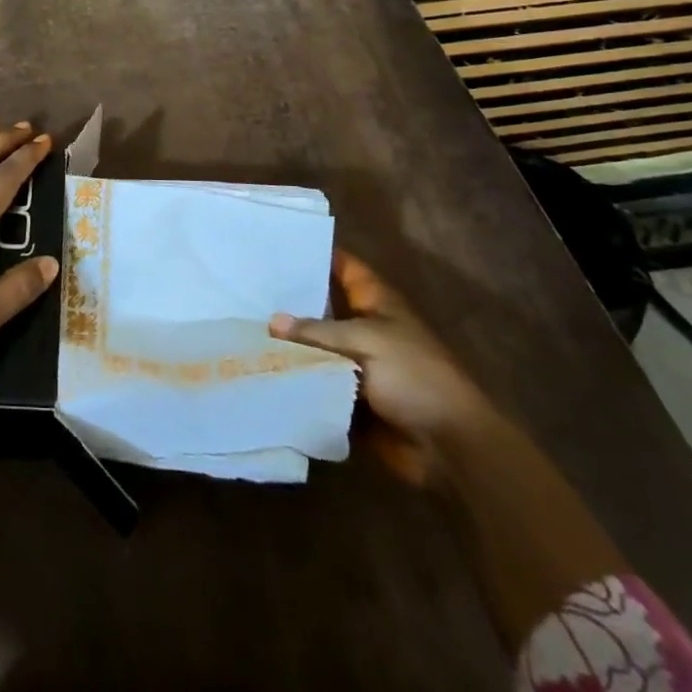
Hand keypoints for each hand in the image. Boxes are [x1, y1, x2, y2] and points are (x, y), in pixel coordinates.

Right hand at [270, 248, 496, 484]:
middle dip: (292, 302)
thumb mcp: (364, 342)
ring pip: (317, 349)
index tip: (279, 245)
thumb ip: (317, 331)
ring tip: (244, 328)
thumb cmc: (413, 377)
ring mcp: (358, 365)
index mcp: (377, 304)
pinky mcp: (351, 399)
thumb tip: (273, 322)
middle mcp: (365, 329)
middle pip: (324, 308)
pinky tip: (261, 372)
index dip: (318, 254)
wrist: (447, 446)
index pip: (344, 267)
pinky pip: (317, 385)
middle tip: (248, 290)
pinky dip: (297, 381)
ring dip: (290, 346)